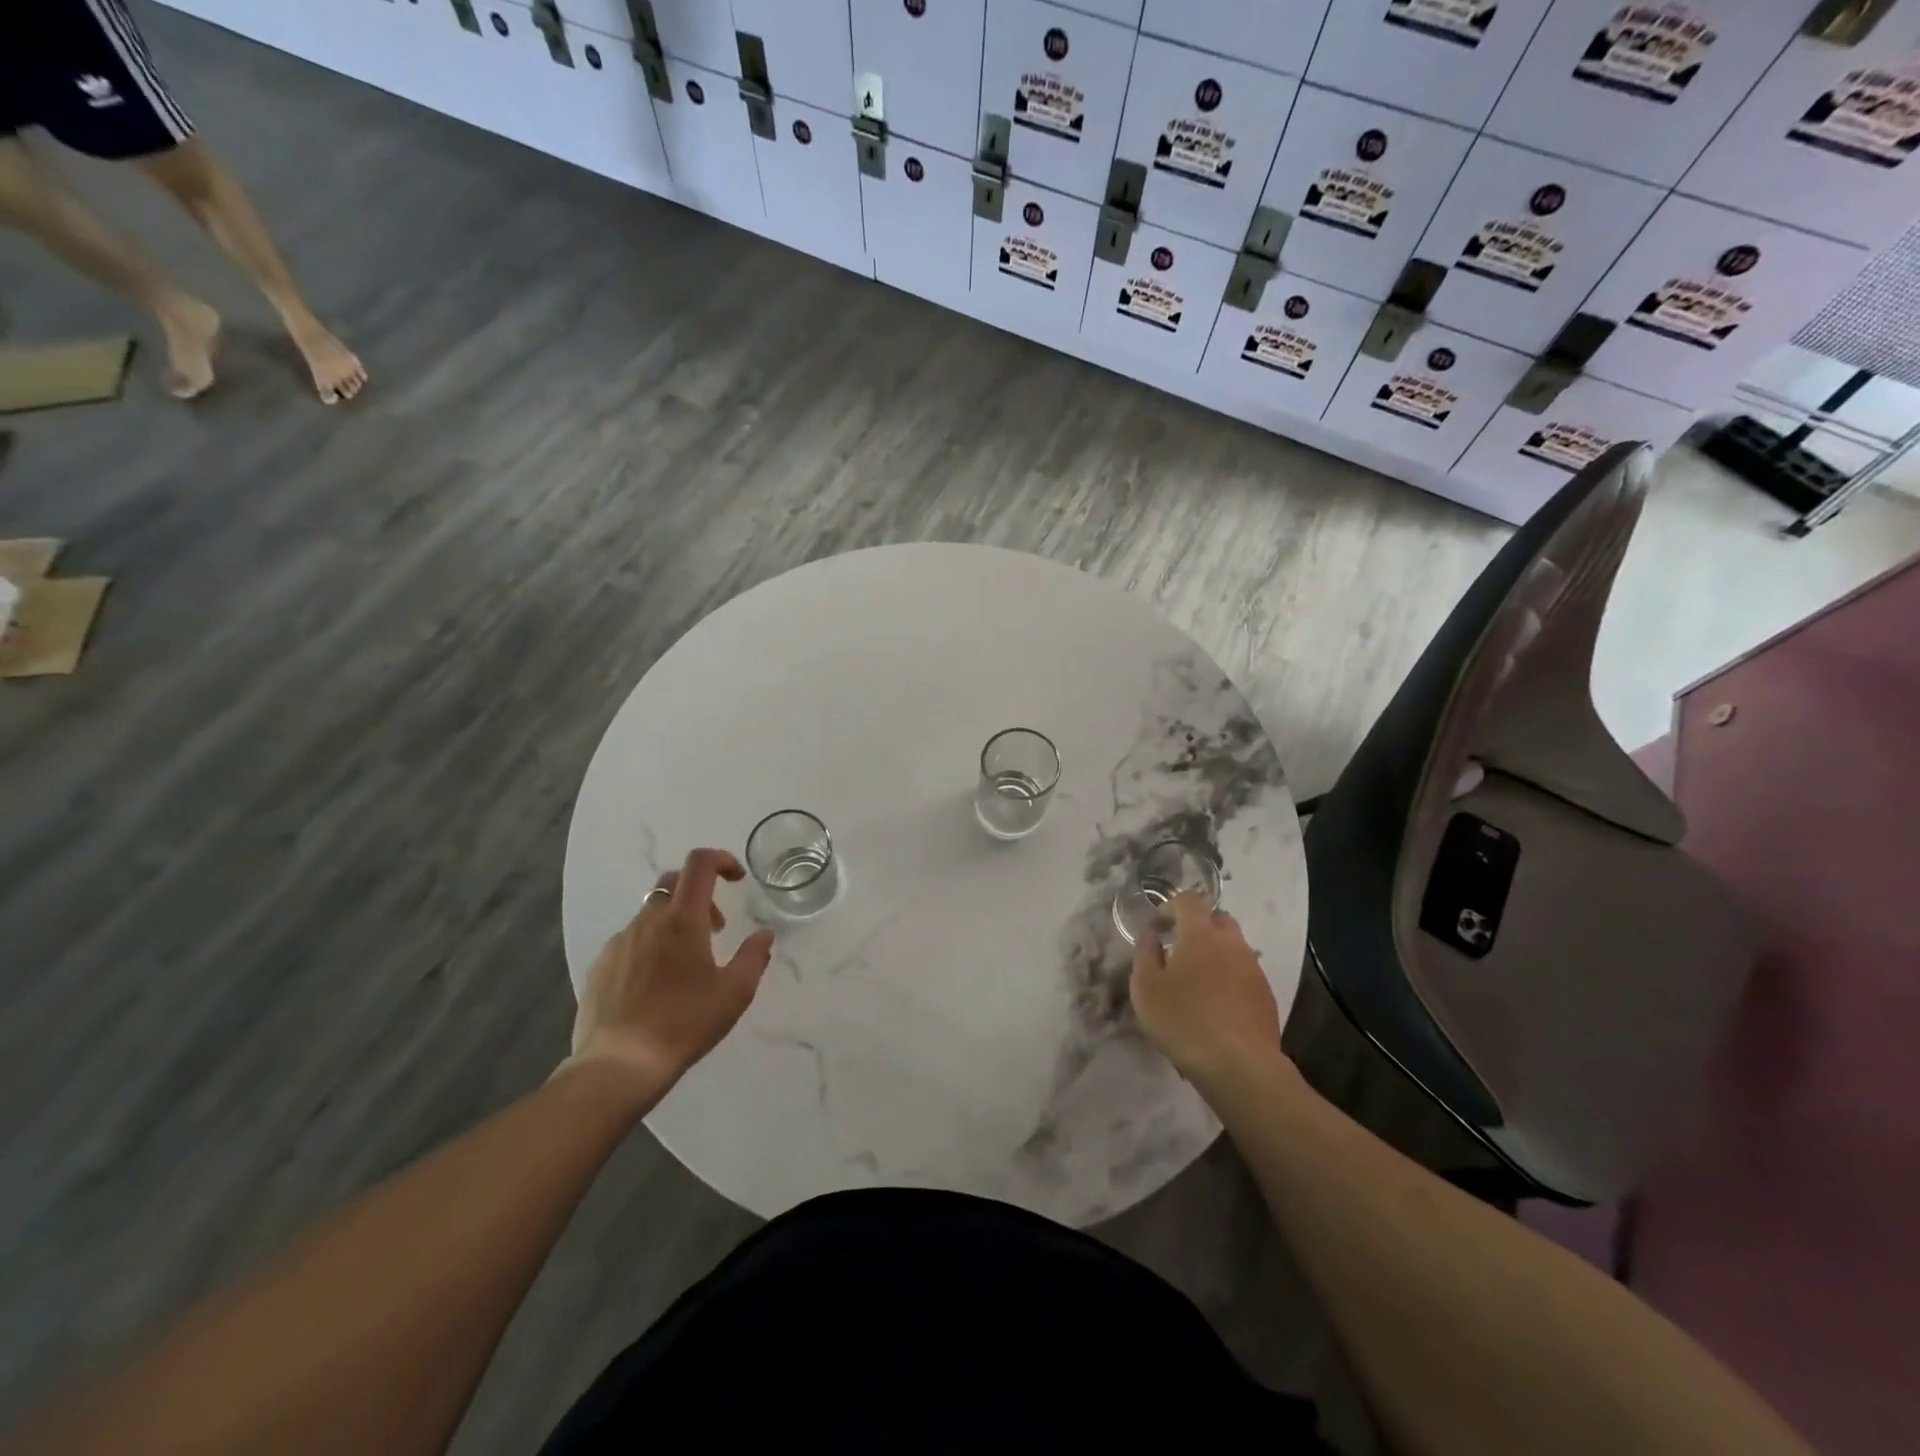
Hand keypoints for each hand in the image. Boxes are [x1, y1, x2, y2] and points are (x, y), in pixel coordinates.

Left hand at [568, 848, 775, 1089]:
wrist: (619, 1064)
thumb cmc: (685, 1023)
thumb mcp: (735, 992)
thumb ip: (754, 956)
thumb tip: (764, 934)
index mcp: (683, 919)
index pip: (700, 863)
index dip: (722, 859)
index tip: (737, 879)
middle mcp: (648, 920)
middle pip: (673, 882)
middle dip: (699, 893)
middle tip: (715, 928)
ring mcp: (619, 942)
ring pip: (650, 913)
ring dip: (674, 922)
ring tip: (686, 963)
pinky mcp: (600, 966)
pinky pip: (630, 940)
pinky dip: (650, 945)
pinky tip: (656, 983)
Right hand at [1130, 891, 1283, 1084]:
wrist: (1239, 1066)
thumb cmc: (1184, 1020)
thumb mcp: (1145, 987)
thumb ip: (1145, 953)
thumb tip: (1151, 935)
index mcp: (1201, 933)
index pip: (1188, 900)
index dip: (1170, 907)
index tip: (1157, 928)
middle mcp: (1232, 942)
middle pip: (1217, 918)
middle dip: (1197, 926)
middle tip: (1178, 949)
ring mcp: (1253, 968)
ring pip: (1233, 946)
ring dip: (1214, 952)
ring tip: (1196, 980)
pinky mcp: (1266, 994)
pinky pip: (1243, 972)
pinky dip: (1228, 976)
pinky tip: (1216, 1004)